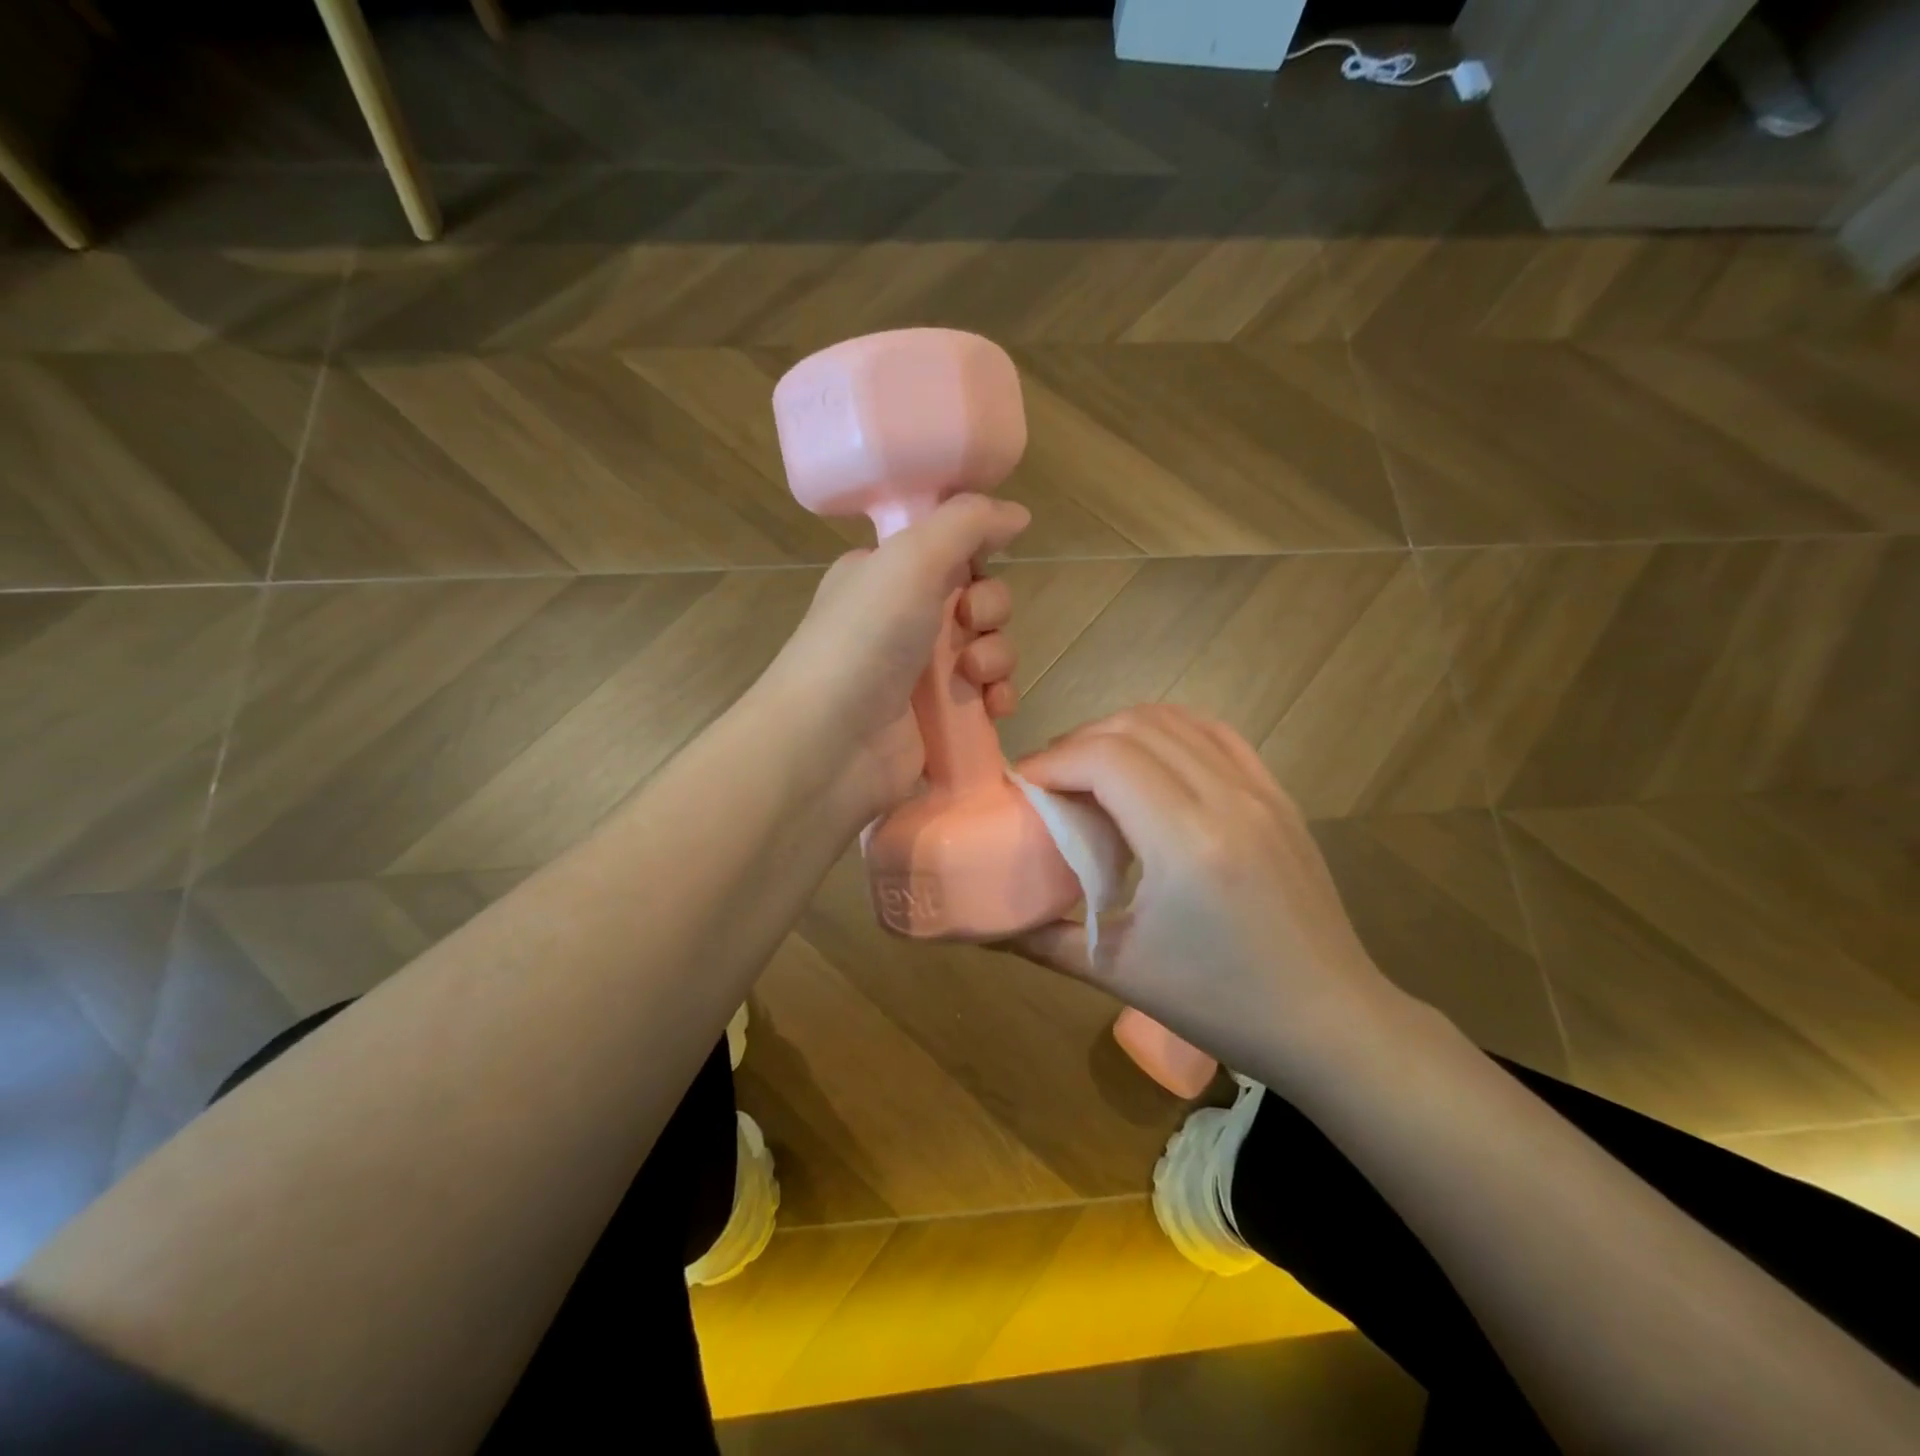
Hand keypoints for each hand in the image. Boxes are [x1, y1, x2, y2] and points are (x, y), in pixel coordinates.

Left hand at [762, 495, 1031, 825]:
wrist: (830, 744)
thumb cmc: (865, 640)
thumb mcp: (911, 558)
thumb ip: (966, 523)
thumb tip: (1017, 513)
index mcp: (886, 575)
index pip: (949, 551)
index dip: (975, 556)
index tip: (978, 565)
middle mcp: (902, 620)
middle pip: (976, 600)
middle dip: (990, 609)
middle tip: (970, 622)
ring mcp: (920, 674)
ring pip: (988, 650)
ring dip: (998, 656)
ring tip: (975, 675)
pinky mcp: (938, 720)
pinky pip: (987, 697)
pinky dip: (998, 698)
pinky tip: (993, 707)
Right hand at [1005, 705, 1407, 1082]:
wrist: (1329, 1022)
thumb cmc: (1221, 1005)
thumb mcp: (1120, 973)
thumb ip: (1042, 940)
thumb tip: (982, 927)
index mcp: (1186, 843)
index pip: (1105, 759)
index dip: (1052, 761)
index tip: (1021, 786)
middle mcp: (1226, 799)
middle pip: (1134, 727)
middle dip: (1077, 743)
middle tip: (1048, 782)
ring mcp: (1260, 790)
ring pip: (1175, 720)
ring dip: (1120, 732)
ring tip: (1090, 770)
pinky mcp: (1278, 795)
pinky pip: (1215, 733)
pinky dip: (1169, 732)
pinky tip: (1148, 762)